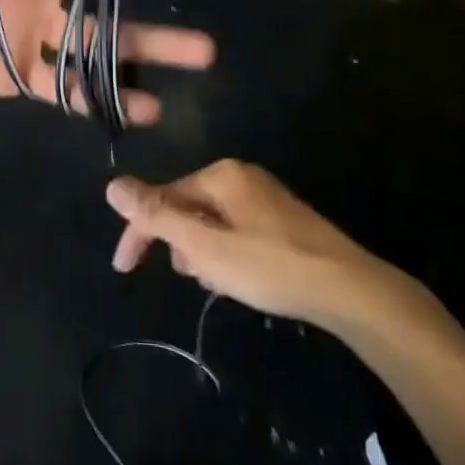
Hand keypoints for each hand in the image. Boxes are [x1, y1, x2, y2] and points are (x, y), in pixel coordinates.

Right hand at [106, 161, 436, 334]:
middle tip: (189, 277)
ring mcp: (263, 196)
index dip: (138, 232)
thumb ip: (158, 216)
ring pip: (211, 222)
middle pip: (187, 207)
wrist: (351, 289)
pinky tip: (238, 279)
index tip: (124, 269)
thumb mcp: (206, 247)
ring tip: (216, 282)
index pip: (162, 197)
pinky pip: (235, 230)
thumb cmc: (271, 267)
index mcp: (220, 175)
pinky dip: (226, 253)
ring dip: (202, 251)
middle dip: (179, 243)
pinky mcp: (281, 219)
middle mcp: (240, 176)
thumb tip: (113, 185)